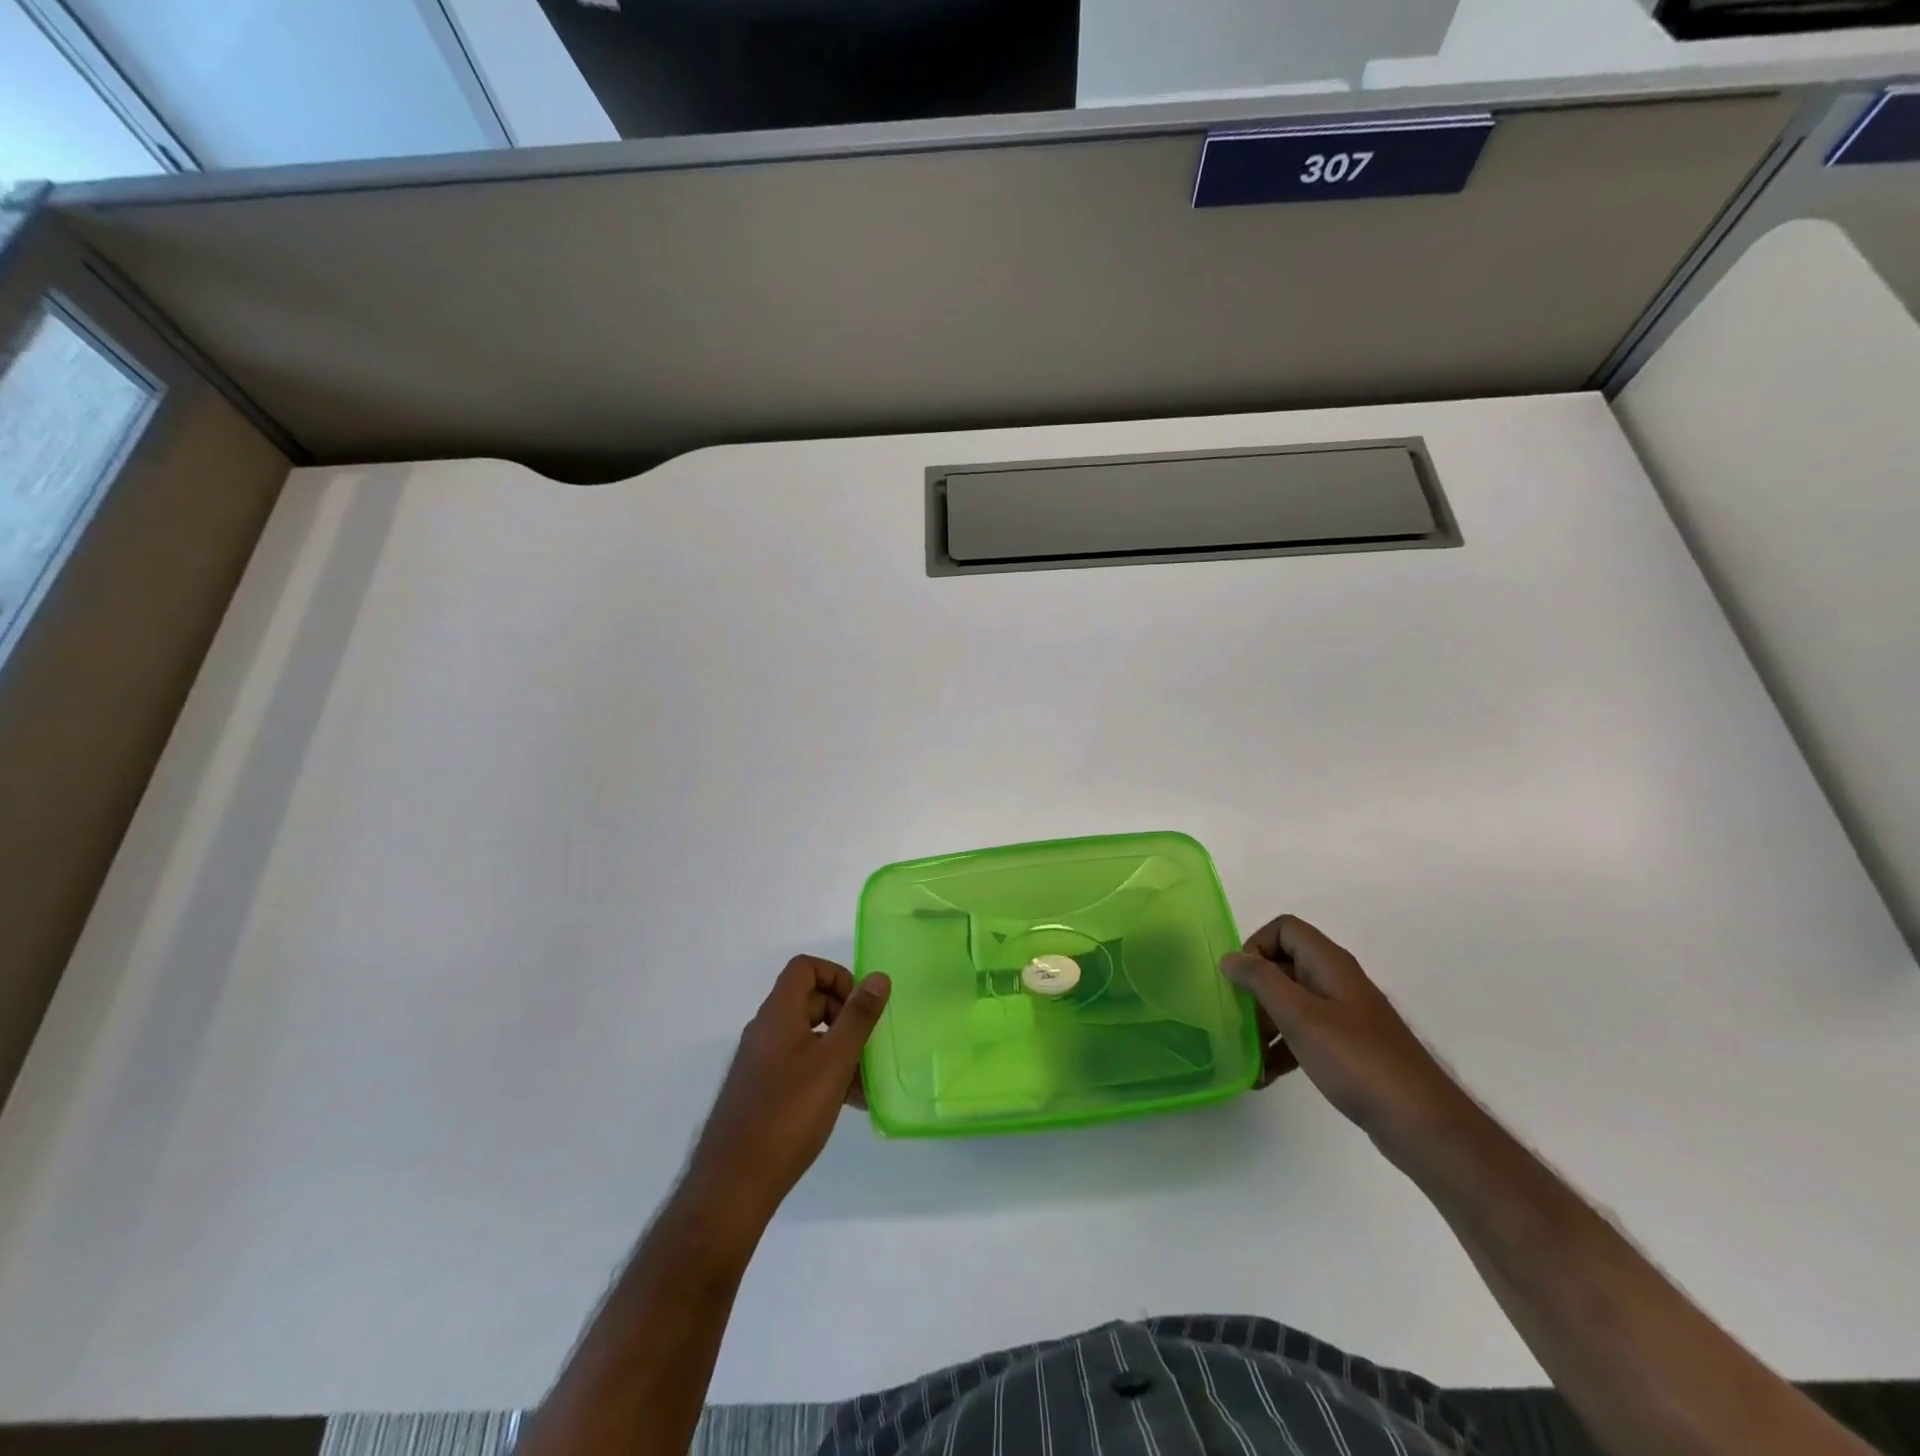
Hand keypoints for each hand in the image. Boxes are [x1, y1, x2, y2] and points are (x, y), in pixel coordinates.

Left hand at [687, 957, 890, 1224]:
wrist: (734, 1183)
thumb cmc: (788, 1113)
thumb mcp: (834, 1061)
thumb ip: (858, 1017)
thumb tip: (878, 977)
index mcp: (778, 1014)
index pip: (805, 968)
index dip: (836, 976)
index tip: (860, 1006)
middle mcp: (766, 1031)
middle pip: (809, 1001)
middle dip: (845, 1017)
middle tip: (869, 1046)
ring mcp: (761, 1062)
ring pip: (808, 1037)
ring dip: (840, 1050)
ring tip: (866, 1084)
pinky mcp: (762, 1091)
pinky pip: (799, 1065)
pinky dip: (825, 1073)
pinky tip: (848, 1103)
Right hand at [1223, 916, 1475, 1155]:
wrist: (1420, 1123)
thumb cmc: (1356, 1061)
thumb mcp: (1300, 1016)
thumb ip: (1261, 981)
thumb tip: (1230, 957)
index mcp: (1329, 964)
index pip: (1284, 929)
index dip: (1256, 946)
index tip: (1242, 982)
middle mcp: (1336, 981)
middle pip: (1283, 965)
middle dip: (1255, 991)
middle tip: (1239, 1022)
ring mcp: (1343, 1015)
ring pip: (1290, 1002)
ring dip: (1265, 1024)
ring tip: (1248, 1056)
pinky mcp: (1347, 1046)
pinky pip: (1304, 1033)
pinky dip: (1283, 1048)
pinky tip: (1266, 1077)